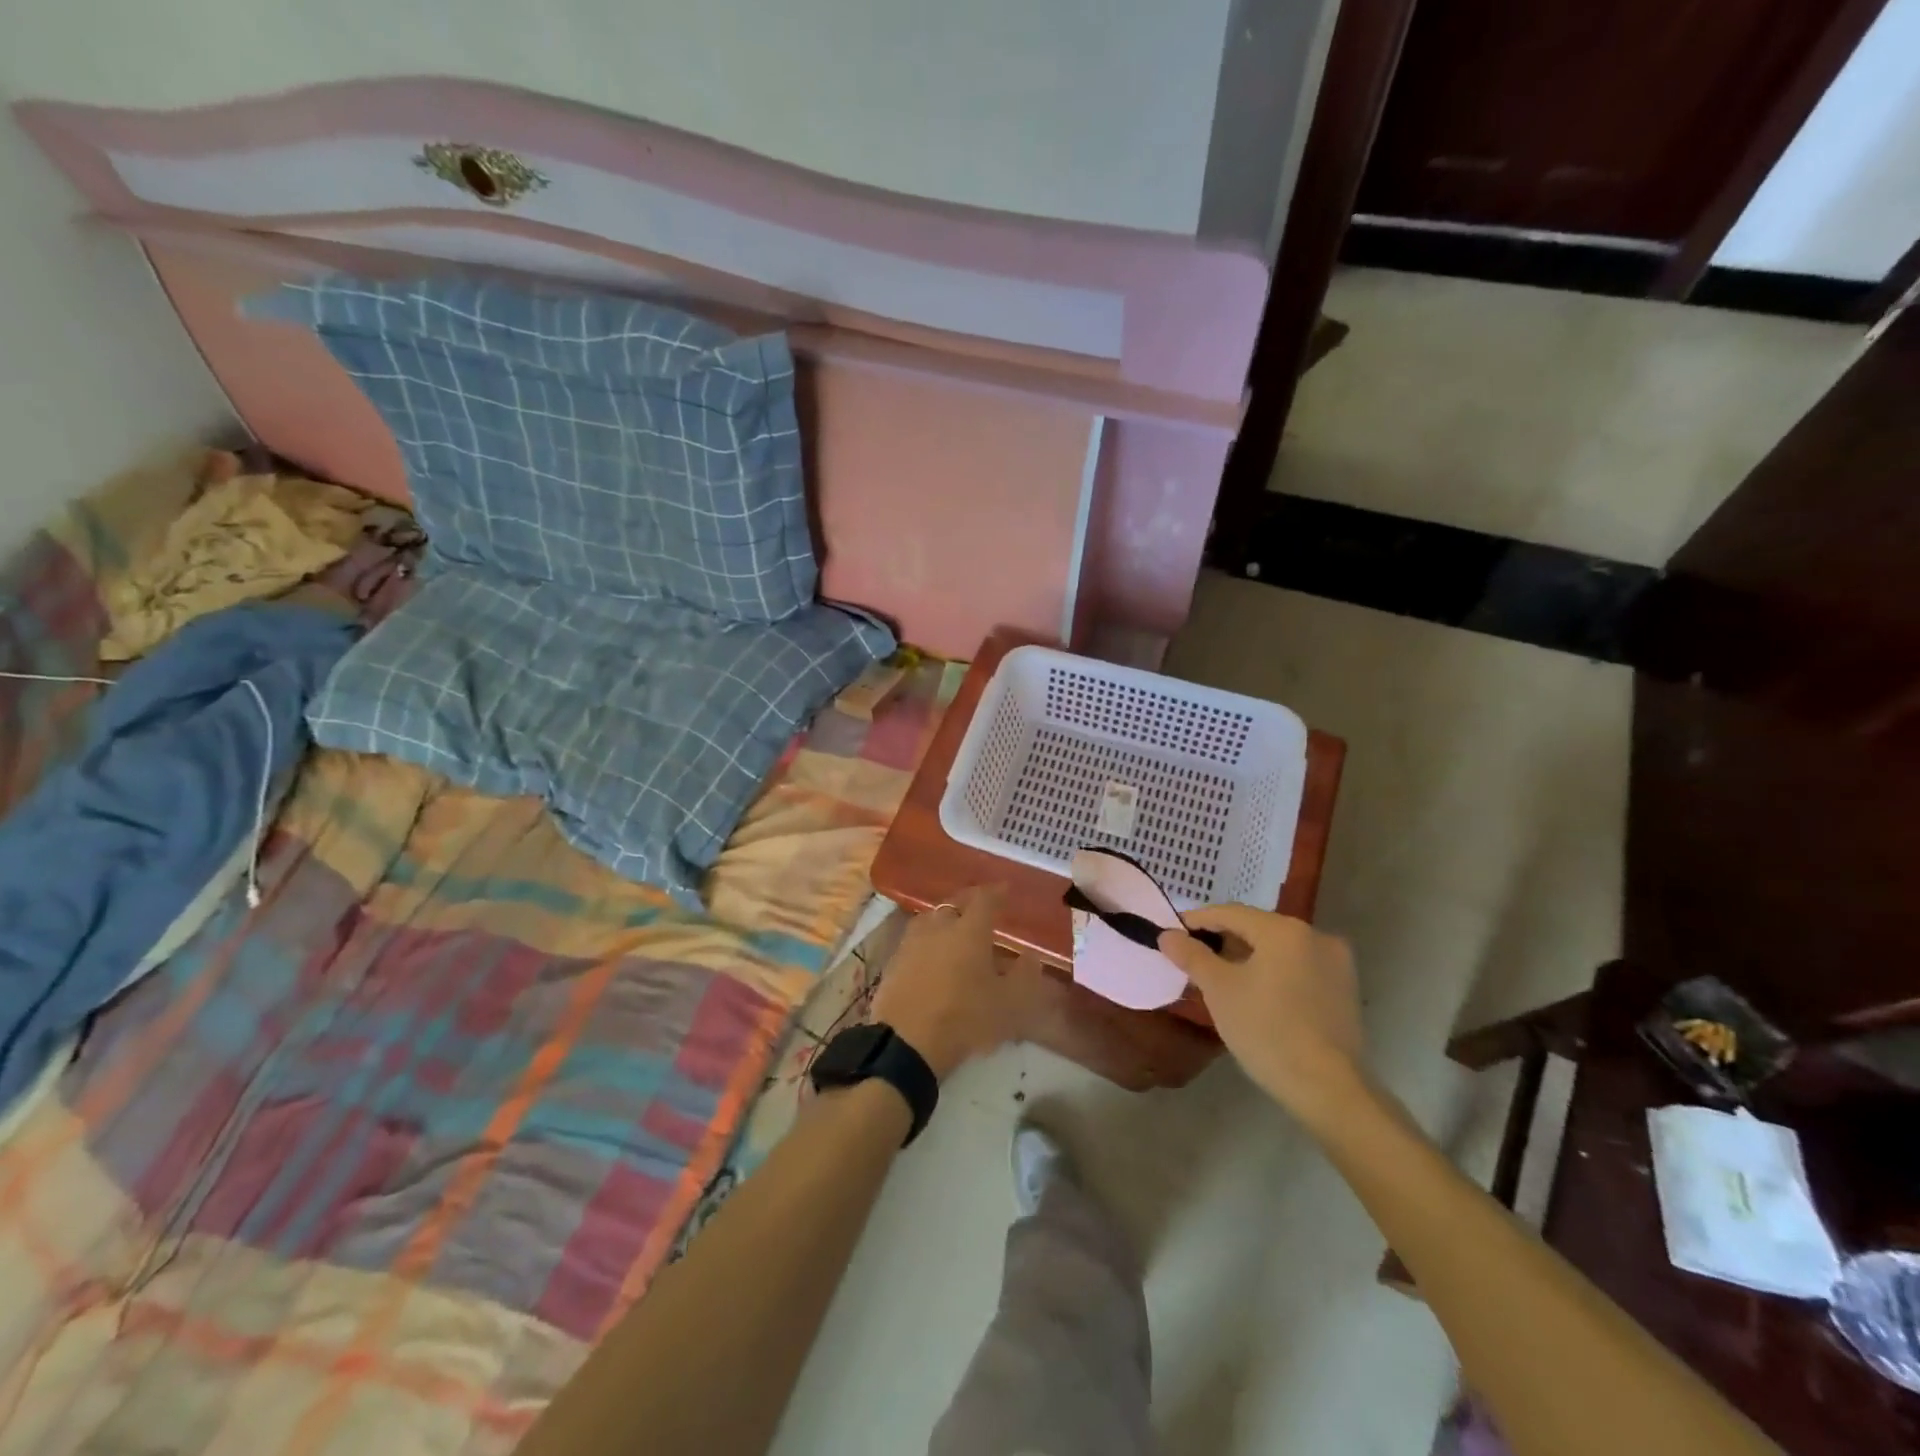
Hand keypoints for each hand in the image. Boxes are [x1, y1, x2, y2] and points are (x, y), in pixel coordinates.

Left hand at [872, 887, 1029, 1079]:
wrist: (906, 1043)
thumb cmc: (964, 1018)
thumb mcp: (1009, 1004)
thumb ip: (1025, 976)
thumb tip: (1031, 955)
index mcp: (969, 930)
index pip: (985, 899)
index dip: (997, 893)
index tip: (1006, 890)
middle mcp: (939, 927)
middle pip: (955, 903)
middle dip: (970, 902)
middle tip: (982, 907)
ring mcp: (912, 942)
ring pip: (932, 918)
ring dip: (946, 918)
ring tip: (956, 928)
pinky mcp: (894, 961)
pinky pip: (916, 939)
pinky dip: (929, 939)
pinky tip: (933, 953)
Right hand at [1160, 905, 1367, 1129]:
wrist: (1327, 1088)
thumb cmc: (1266, 1030)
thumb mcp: (1219, 990)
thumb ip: (1192, 955)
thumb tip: (1167, 935)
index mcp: (1284, 930)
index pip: (1231, 913)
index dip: (1198, 921)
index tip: (1174, 933)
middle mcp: (1315, 936)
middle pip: (1258, 929)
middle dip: (1224, 940)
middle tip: (1194, 957)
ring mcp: (1336, 963)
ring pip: (1280, 949)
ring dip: (1249, 956)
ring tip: (1221, 976)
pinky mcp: (1345, 990)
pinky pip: (1299, 968)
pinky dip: (1274, 972)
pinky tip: (1257, 993)